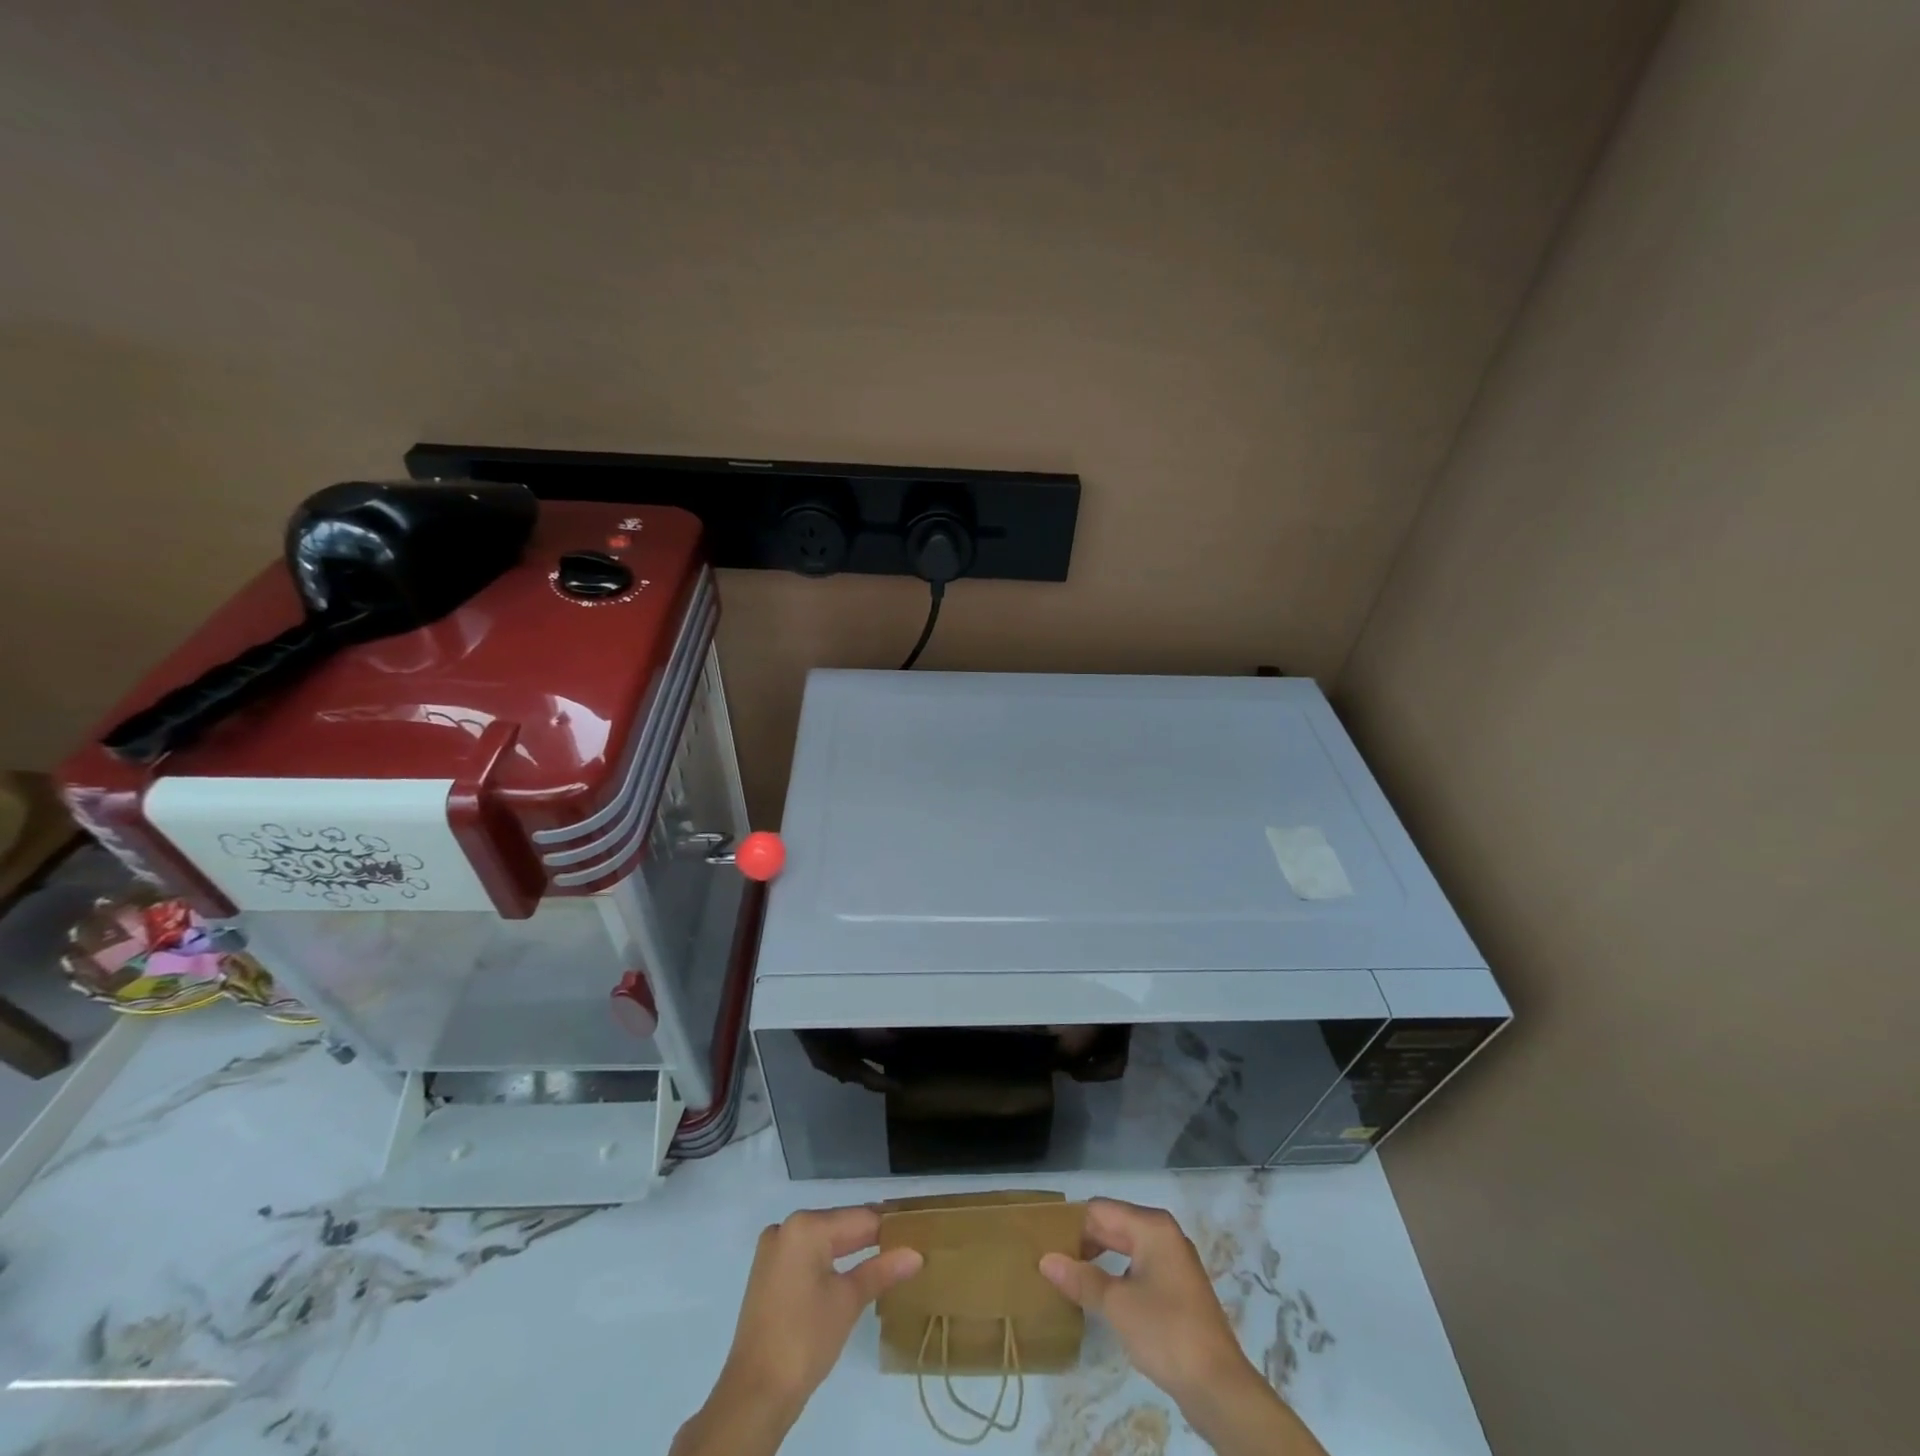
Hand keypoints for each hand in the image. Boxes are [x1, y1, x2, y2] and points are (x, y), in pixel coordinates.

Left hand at [722, 1204, 923, 1406]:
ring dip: (850, 1250)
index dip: (889, 1228)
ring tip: (884, 1261)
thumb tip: (916, 1254)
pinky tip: (849, 1274)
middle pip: (839, 1226)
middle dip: (870, 1239)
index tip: (915, 1234)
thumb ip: (882, 1270)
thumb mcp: (849, 1301)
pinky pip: (806, 1255)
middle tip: (905, 1250)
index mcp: (806, 1226)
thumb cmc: (805, 1340)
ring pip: (823, 1241)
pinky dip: (828, 1262)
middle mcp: (786, 1228)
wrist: (755, 1394)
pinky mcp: (767, 1272)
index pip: (859, 1219)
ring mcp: (773, 1250)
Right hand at [1039, 1198, 1255, 1407]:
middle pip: (1113, 1225)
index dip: (1072, 1224)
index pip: (1100, 1210)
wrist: (1219, 1387)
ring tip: (1069, 1278)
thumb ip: (1081, 1279)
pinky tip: (1099, 1297)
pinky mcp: (1177, 1289)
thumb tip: (1046, 1260)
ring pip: (1125, 1248)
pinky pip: (1138, 1269)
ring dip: (1099, 1260)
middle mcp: (1164, 1235)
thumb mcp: (1116, 1304)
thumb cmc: (1166, 1332)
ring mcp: (1173, 1262)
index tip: (1045, 1243)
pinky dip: (1117, 1276)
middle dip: (1083, 1242)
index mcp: (1152, 1226)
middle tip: (1051, 1261)